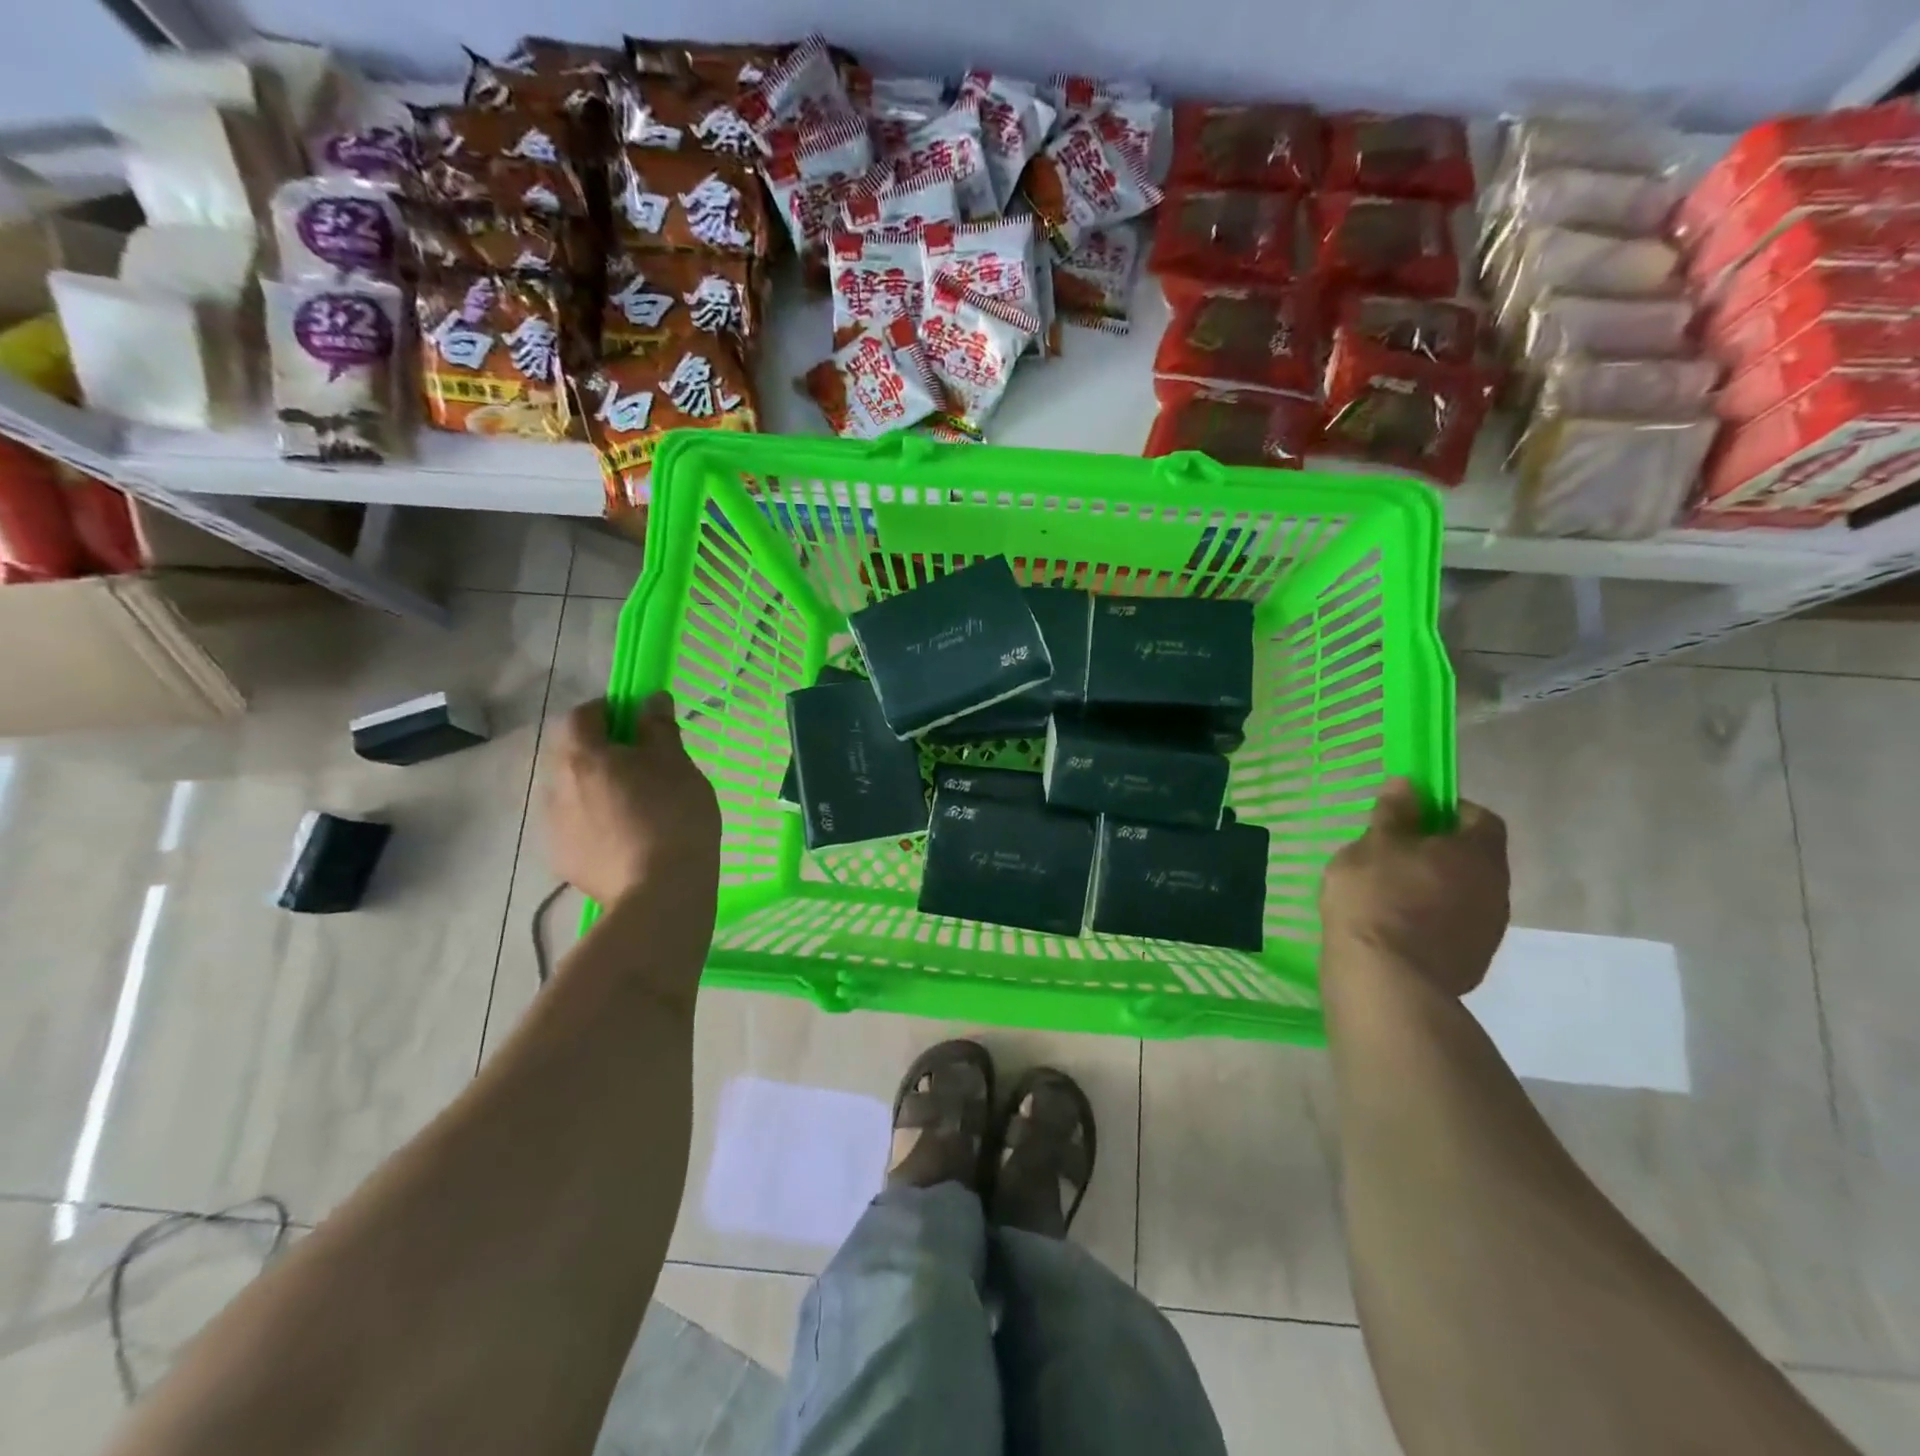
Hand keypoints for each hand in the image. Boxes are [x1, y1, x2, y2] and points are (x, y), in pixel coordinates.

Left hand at [545, 693, 720, 905]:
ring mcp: (553, 827)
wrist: (660, 893)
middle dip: (600, 751)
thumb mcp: (677, 764)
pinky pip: (575, 826)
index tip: (640, 721)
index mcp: (581, 756)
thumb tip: (651, 699)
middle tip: (642, 765)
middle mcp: (555, 786)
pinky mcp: (561, 860)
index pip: (583, 715)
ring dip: (595, 788)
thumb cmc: (674, 817)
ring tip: (634, 806)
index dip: (610, 711)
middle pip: (572, 754)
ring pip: (572, 792)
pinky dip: (594, 822)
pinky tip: (624, 837)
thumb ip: (659, 727)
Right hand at [1319, 778, 1509, 998]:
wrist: (1385, 978)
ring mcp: (1488, 931)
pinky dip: (1430, 921)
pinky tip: (1394, 928)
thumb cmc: (1377, 896)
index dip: (1448, 811)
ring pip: (1464, 895)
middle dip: (1439, 852)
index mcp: (1477, 853)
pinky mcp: (1471, 962)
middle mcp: (1496, 889)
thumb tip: (1409, 785)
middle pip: (1474, 858)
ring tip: (1389, 894)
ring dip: (1435, 889)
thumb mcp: (1373, 845)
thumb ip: (1394, 813)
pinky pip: (1453, 928)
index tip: (1412, 816)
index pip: (1480, 817)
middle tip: (1393, 854)